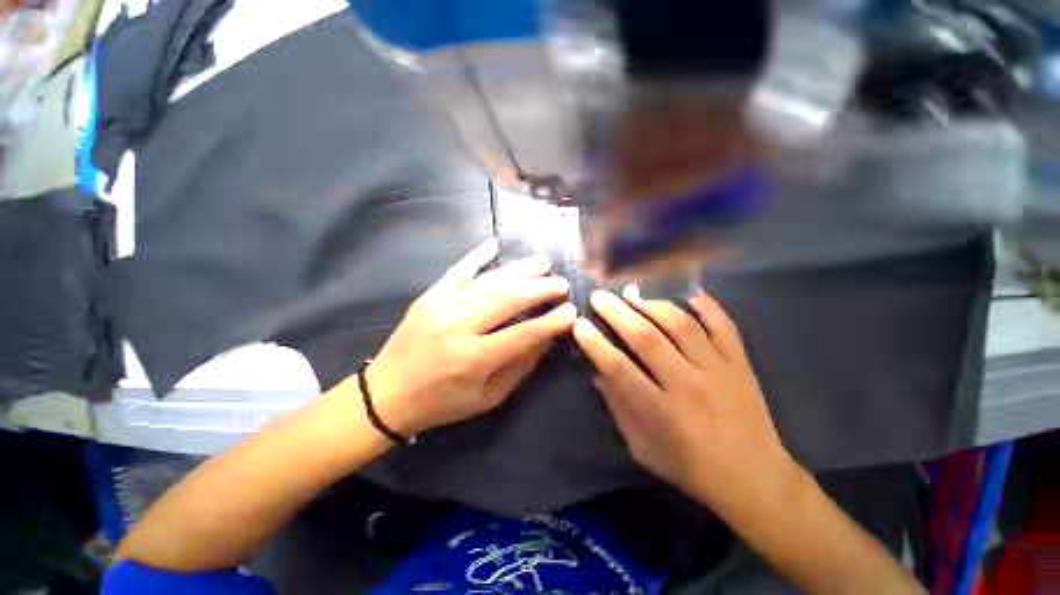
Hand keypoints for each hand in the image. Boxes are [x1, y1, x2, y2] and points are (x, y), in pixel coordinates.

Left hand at [365, 239, 575, 435]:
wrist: (385, 395)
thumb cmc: (441, 402)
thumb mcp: (487, 397)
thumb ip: (519, 367)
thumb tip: (547, 340)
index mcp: (474, 358)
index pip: (523, 334)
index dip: (550, 322)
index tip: (571, 310)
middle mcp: (459, 326)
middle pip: (507, 299)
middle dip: (539, 289)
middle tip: (561, 282)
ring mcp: (441, 305)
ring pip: (489, 281)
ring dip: (519, 271)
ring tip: (542, 263)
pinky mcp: (429, 295)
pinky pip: (457, 269)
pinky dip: (477, 255)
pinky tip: (495, 245)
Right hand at [572, 285, 795, 514]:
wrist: (754, 479)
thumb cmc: (689, 467)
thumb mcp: (642, 447)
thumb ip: (619, 407)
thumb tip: (599, 372)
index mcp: (661, 412)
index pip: (619, 368)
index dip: (595, 344)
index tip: (579, 324)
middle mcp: (689, 385)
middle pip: (647, 338)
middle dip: (617, 312)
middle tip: (599, 296)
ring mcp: (719, 371)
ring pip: (681, 326)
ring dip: (652, 304)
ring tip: (632, 293)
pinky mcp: (741, 365)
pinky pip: (724, 326)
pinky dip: (708, 306)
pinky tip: (690, 293)